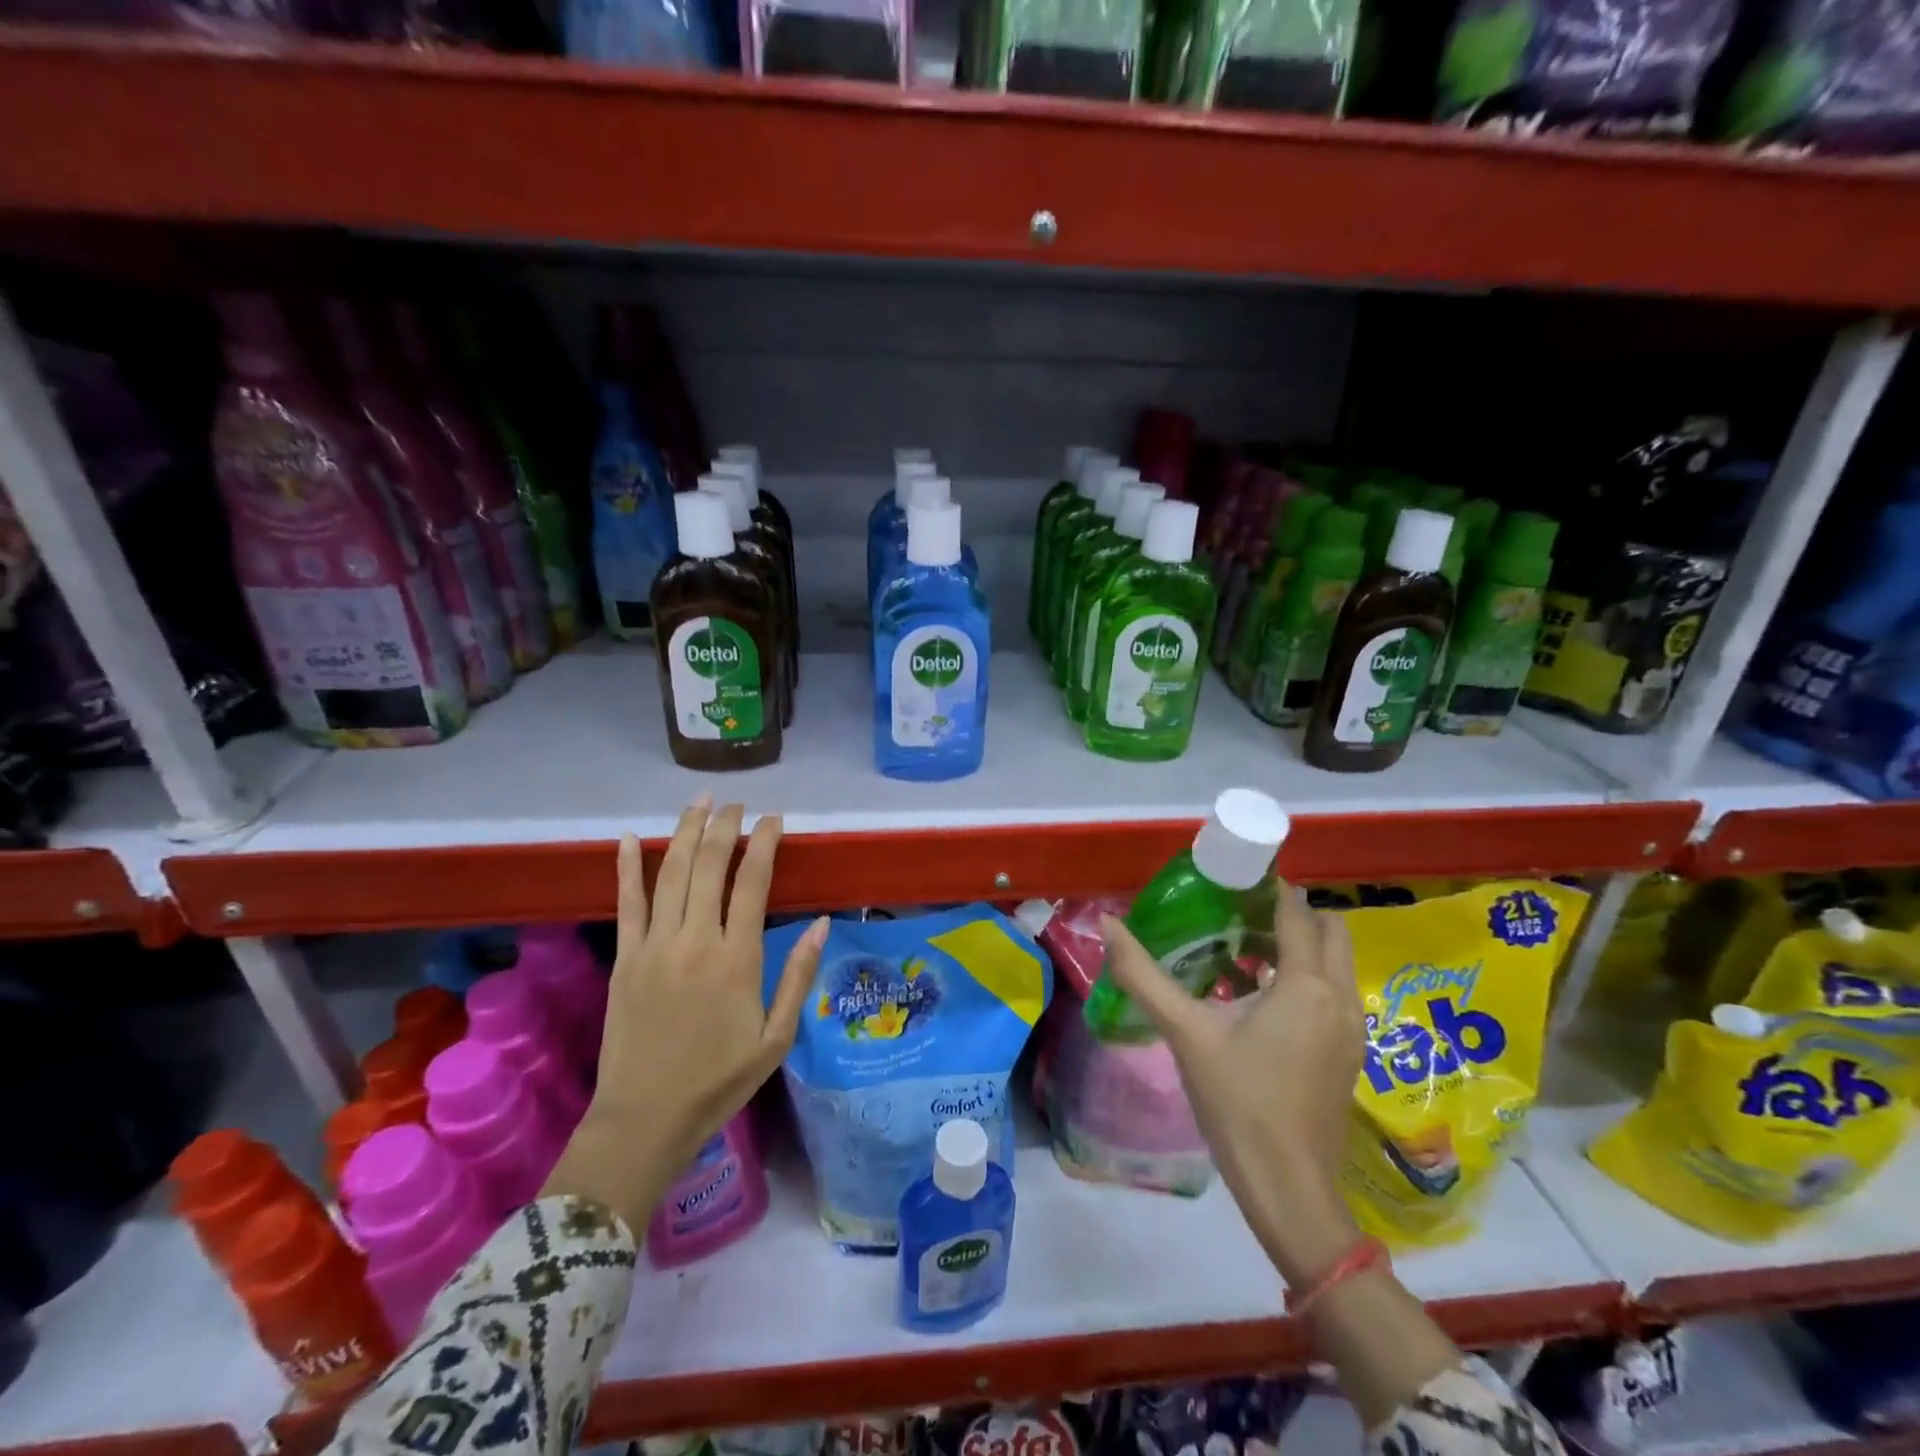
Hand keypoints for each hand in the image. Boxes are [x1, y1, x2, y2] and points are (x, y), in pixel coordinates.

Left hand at [543, 800, 828, 1228]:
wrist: (645, 1119)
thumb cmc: (719, 1081)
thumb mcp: (776, 1038)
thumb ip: (798, 976)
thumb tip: (823, 923)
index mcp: (736, 959)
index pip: (753, 883)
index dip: (765, 844)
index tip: (774, 819)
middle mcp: (695, 940)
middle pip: (710, 866)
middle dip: (725, 827)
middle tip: (737, 804)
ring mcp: (654, 946)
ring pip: (670, 873)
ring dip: (685, 832)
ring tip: (700, 802)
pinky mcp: (624, 958)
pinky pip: (626, 903)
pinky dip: (626, 868)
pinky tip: (626, 838)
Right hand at [1100, 884, 1364, 1285]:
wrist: (1289, 1188)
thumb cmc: (1238, 1102)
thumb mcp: (1185, 1032)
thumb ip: (1144, 975)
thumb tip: (1107, 924)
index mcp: (1306, 984)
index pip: (1296, 912)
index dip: (1270, 888)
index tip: (1234, 877)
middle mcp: (1340, 996)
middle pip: (1330, 929)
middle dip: (1291, 912)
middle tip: (1240, 913)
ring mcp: (1352, 1027)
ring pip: (1335, 962)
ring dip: (1300, 945)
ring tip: (1245, 950)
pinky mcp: (1350, 1053)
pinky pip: (1334, 991)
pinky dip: (1307, 976)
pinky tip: (1261, 999)